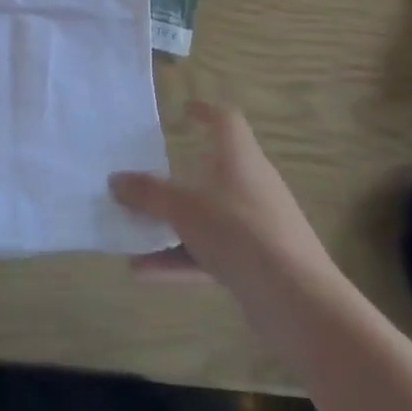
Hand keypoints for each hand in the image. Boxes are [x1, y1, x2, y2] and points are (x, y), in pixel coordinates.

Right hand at [109, 101, 336, 305]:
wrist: (297, 300)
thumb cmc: (238, 231)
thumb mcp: (183, 208)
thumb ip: (147, 193)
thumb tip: (114, 179)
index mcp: (240, 158)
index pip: (226, 121)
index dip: (206, 111)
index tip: (184, 111)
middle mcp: (252, 185)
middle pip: (213, 171)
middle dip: (177, 178)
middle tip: (145, 179)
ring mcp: (257, 226)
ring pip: (208, 216)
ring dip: (171, 224)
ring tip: (133, 234)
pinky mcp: (258, 263)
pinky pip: (212, 253)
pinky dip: (180, 259)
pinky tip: (144, 273)